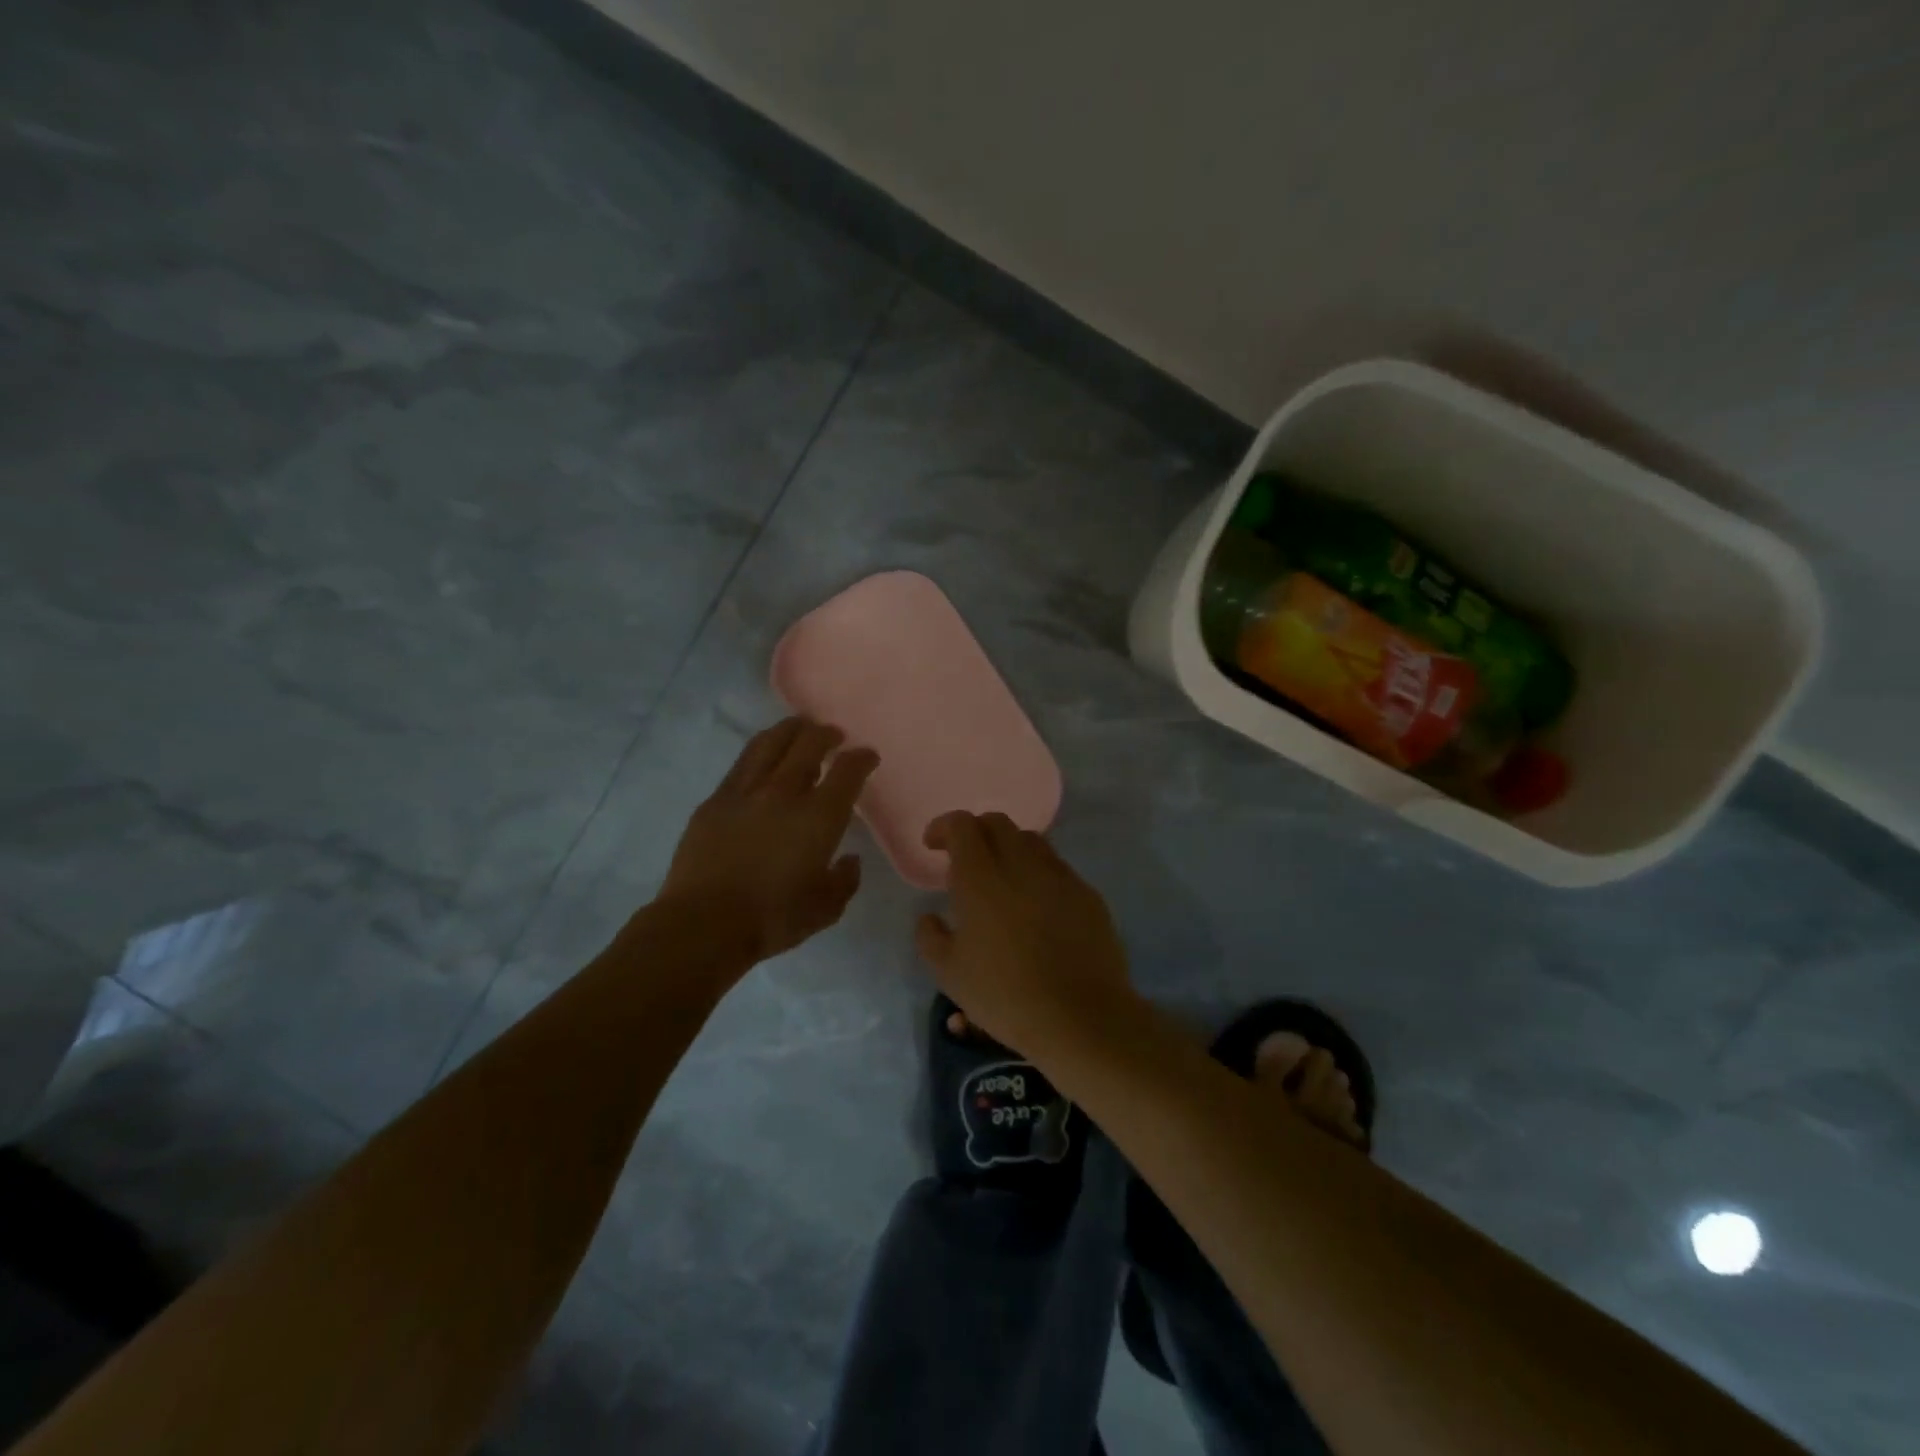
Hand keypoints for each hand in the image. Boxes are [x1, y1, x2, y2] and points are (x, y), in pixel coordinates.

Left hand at [659, 717, 878, 963]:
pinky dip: (759, 751)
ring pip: (770, 743)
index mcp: (819, 816)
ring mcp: (746, 792)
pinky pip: (741, 763)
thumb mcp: (825, 909)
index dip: (861, 758)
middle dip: (826, 734)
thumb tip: (849, 859)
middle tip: (833, 735)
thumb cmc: (772, 919)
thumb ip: (845, 881)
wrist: (704, 924)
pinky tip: (762, 756)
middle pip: (809, 743)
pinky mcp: (716, 800)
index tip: (867, 756)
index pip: (848, 770)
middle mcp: (784, 792)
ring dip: (790, 730)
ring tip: (798, 728)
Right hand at [913, 812, 1135, 1052]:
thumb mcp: (949, 974)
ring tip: (1002, 878)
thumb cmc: (1005, 995)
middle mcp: (1021, 864)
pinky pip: (1057, 867)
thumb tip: (929, 917)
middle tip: (965, 859)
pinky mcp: (1087, 893)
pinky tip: (1036, 904)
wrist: (1081, 1016)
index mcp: (981, 877)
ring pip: (1030, 840)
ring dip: (1009, 848)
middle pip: (997, 823)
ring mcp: (1059, 876)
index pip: (962, 825)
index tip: (933, 845)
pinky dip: (1038, 872)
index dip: (944, 827)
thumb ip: (930, 937)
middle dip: (976, 831)